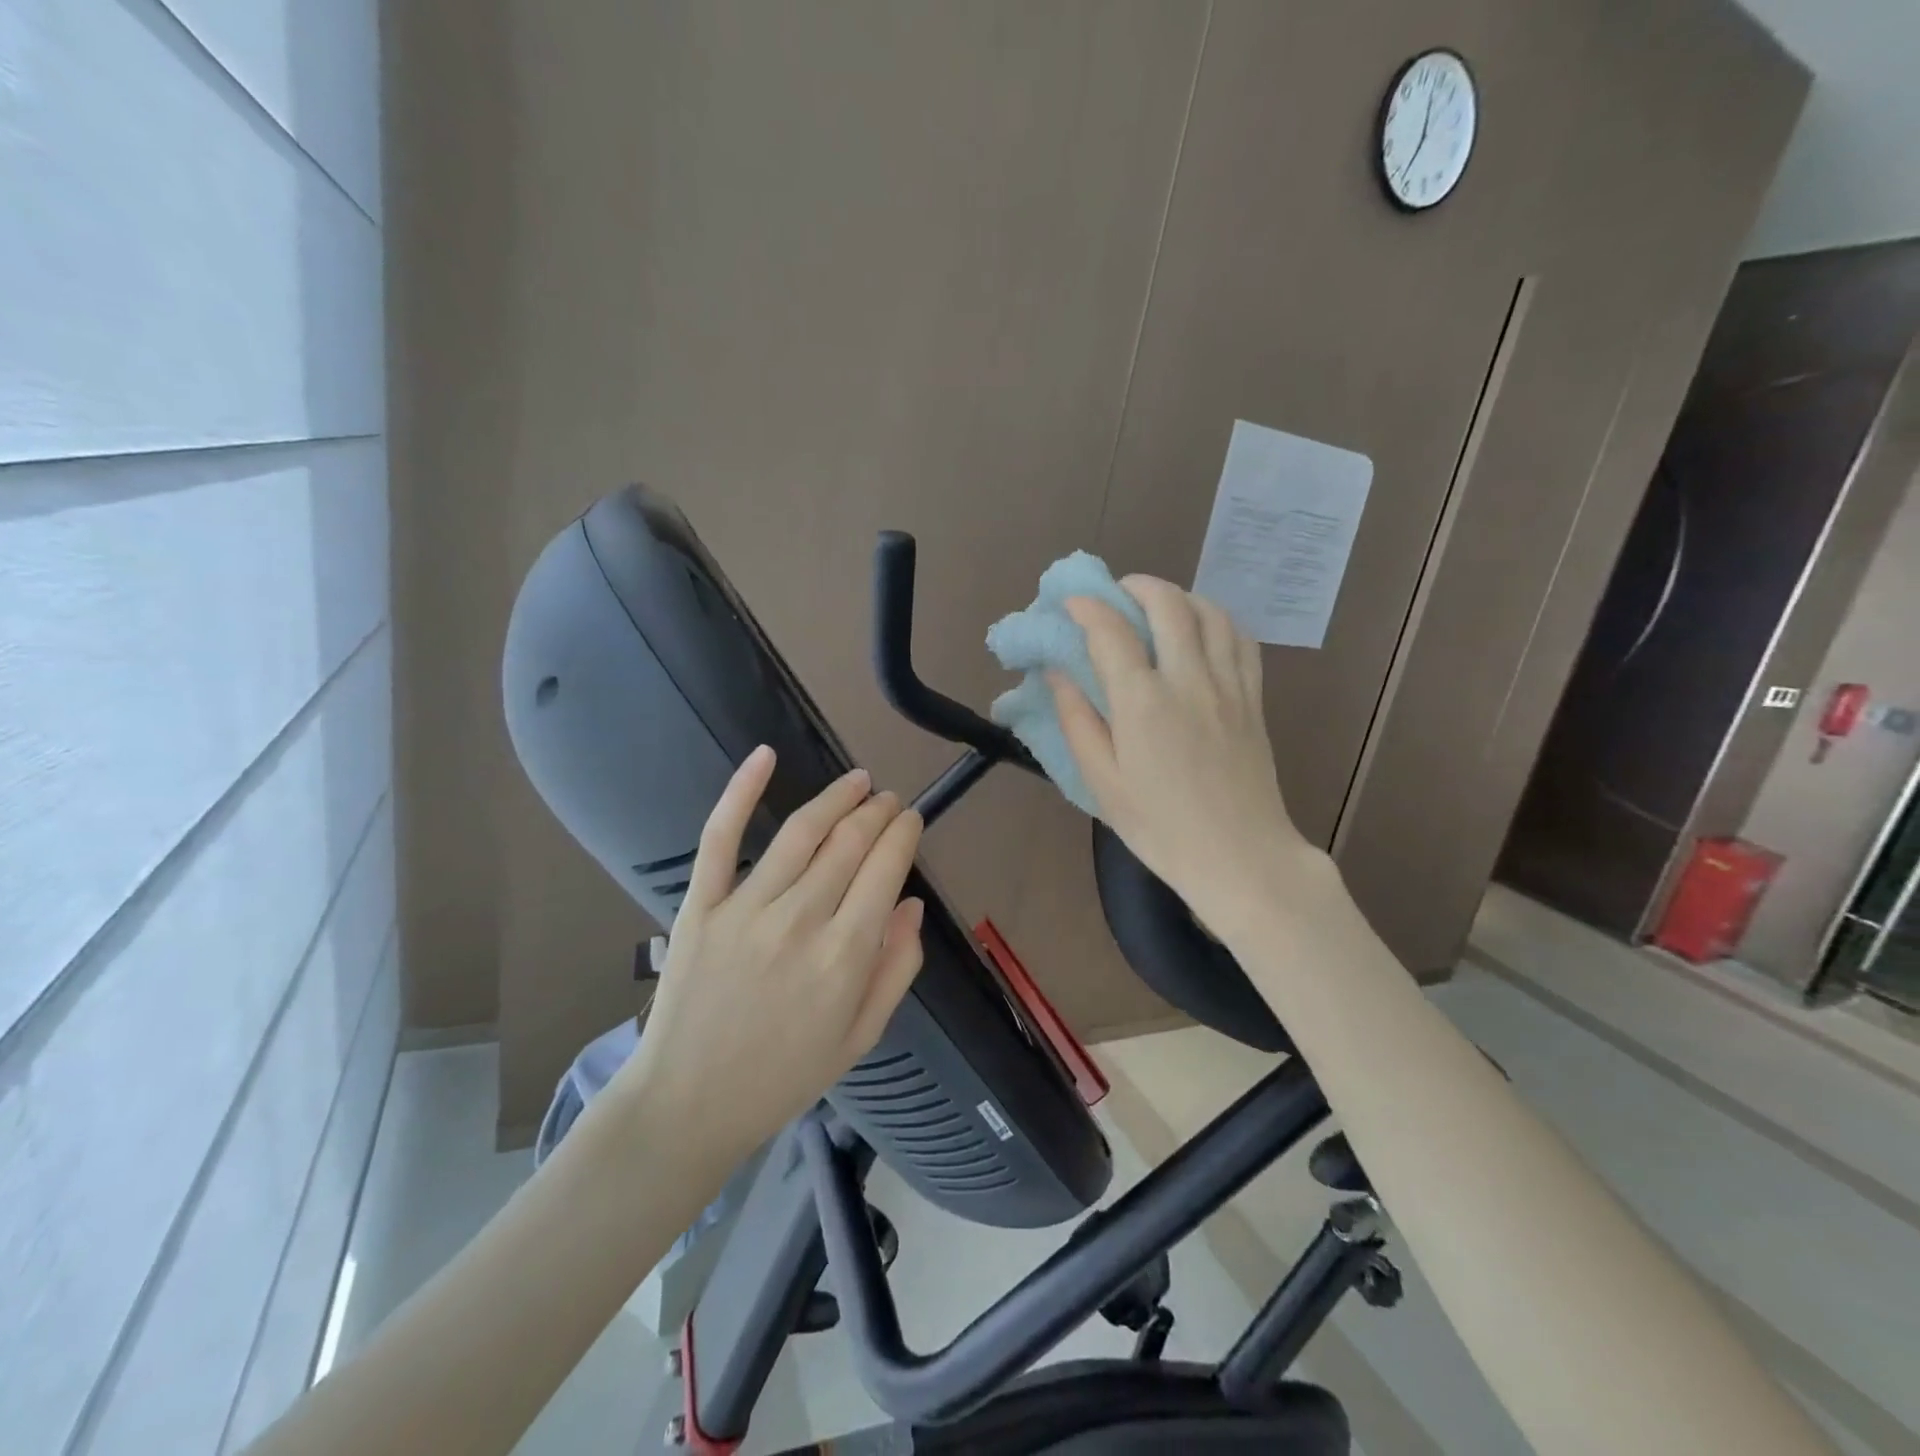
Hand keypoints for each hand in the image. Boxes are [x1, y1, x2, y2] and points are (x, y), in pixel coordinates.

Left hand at [621, 747, 925, 1161]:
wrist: (688, 1105)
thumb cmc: (784, 1076)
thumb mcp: (861, 1036)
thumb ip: (896, 968)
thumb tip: (913, 904)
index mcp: (846, 956)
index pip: (887, 868)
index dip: (904, 833)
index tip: (911, 820)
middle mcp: (801, 921)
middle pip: (850, 842)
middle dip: (878, 811)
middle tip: (889, 800)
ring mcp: (746, 908)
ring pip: (801, 831)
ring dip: (837, 797)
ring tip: (858, 781)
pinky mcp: (701, 905)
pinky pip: (721, 837)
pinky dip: (741, 790)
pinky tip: (766, 755)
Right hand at [1050, 578, 1323, 937]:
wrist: (1241, 856)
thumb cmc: (1160, 828)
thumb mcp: (1102, 783)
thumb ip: (1077, 721)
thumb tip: (1057, 674)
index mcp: (1143, 704)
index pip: (1111, 632)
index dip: (1087, 607)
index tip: (1070, 602)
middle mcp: (1189, 680)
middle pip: (1167, 605)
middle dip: (1136, 587)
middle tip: (1115, 594)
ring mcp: (1228, 685)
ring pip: (1210, 612)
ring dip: (1179, 596)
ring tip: (1157, 605)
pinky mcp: (1254, 698)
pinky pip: (1241, 639)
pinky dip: (1217, 619)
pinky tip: (1202, 629)